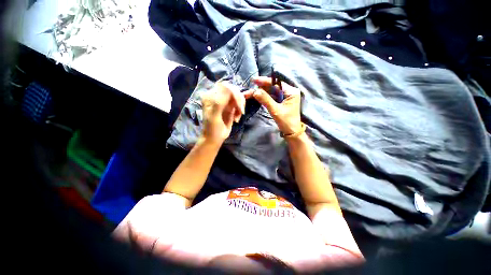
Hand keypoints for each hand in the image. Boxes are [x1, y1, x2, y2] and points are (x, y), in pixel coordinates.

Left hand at [200, 81, 245, 143]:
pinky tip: (237, 119)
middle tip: (241, 112)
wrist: (215, 138)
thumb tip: (227, 87)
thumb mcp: (214, 116)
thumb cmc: (212, 128)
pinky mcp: (231, 107)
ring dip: (240, 107)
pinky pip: (239, 104)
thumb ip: (219, 102)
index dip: (234, 93)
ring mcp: (225, 101)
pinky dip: (240, 110)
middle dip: (239, 101)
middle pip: (233, 90)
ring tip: (237, 117)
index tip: (238, 105)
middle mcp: (218, 96)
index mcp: (210, 96)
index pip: (224, 86)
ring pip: (238, 97)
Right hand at [245, 76, 302, 135]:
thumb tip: (255, 91)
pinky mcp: (281, 101)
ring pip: (271, 92)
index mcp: (291, 92)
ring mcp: (285, 96)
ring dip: (261, 92)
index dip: (264, 81)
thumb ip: (266, 100)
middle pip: (273, 87)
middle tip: (250, 89)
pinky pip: (272, 97)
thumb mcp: (276, 110)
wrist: (291, 132)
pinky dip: (264, 97)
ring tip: (251, 93)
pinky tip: (257, 96)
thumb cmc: (286, 122)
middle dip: (261, 88)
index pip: (276, 83)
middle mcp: (289, 92)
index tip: (254, 80)